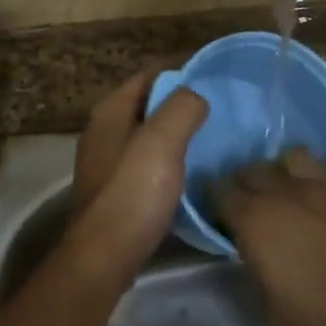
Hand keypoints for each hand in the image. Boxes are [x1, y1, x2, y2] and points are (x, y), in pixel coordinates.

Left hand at [65, 68, 208, 283]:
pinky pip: (150, 159)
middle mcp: (105, 129)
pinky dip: (172, 155)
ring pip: (151, 132)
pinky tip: (195, 167)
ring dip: (179, 129)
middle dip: (183, 98)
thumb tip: (198, 95)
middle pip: (150, 101)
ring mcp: (108, 161)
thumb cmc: (132, 193)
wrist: (103, 259)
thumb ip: (183, 106)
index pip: (151, 72)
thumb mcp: (163, 140)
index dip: (183, 66)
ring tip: (215, 133)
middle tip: (222, 103)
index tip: (218, 71)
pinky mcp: (117, 189)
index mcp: (112, 110)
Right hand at [216, 151, 325, 325]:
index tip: (217, 212)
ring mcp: (324, 183)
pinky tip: (323, 196)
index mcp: (257, 221)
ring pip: (290, 157)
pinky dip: (317, 177)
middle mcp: (285, 191)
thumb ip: (258, 277)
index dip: (215, 200)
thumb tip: (256, 258)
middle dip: (244, 182)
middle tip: (248, 204)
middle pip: (252, 169)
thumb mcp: (276, 317)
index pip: (222, 193)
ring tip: (287, 190)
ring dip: (281, 170)